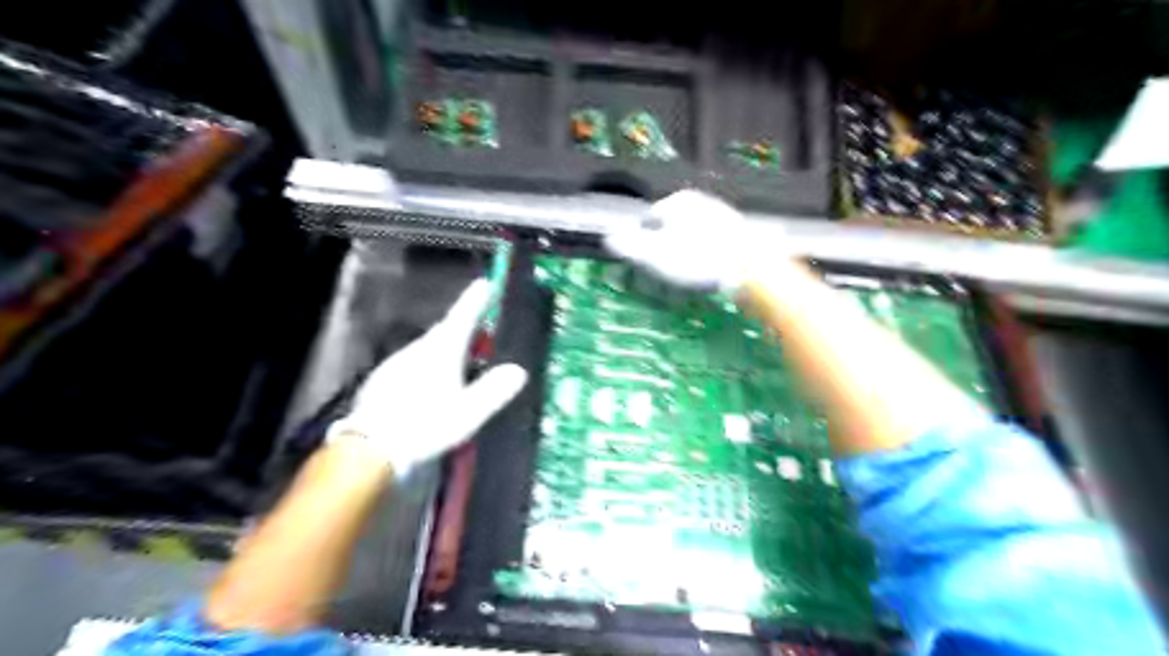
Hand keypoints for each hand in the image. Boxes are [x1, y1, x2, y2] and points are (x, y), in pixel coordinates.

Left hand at [328, 279, 530, 479]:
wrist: (369, 451)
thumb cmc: (424, 426)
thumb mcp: (467, 413)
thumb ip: (493, 391)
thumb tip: (518, 371)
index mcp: (440, 352)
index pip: (462, 318)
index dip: (475, 301)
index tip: (485, 283)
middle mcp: (416, 351)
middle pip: (443, 333)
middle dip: (462, 329)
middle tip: (480, 332)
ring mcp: (395, 365)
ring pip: (426, 349)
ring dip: (444, 350)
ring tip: (460, 364)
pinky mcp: (381, 382)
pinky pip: (411, 366)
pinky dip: (426, 368)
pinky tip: (429, 388)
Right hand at [602, 190, 768, 291]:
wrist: (750, 269)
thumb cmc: (697, 259)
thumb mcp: (655, 254)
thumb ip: (629, 245)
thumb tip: (608, 238)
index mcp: (678, 201)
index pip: (649, 220)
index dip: (643, 243)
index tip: (645, 264)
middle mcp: (701, 202)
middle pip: (671, 229)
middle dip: (664, 251)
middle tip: (664, 274)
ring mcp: (722, 217)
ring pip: (691, 239)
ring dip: (684, 258)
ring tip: (686, 279)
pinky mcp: (739, 235)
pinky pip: (711, 247)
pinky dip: (704, 260)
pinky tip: (707, 275)